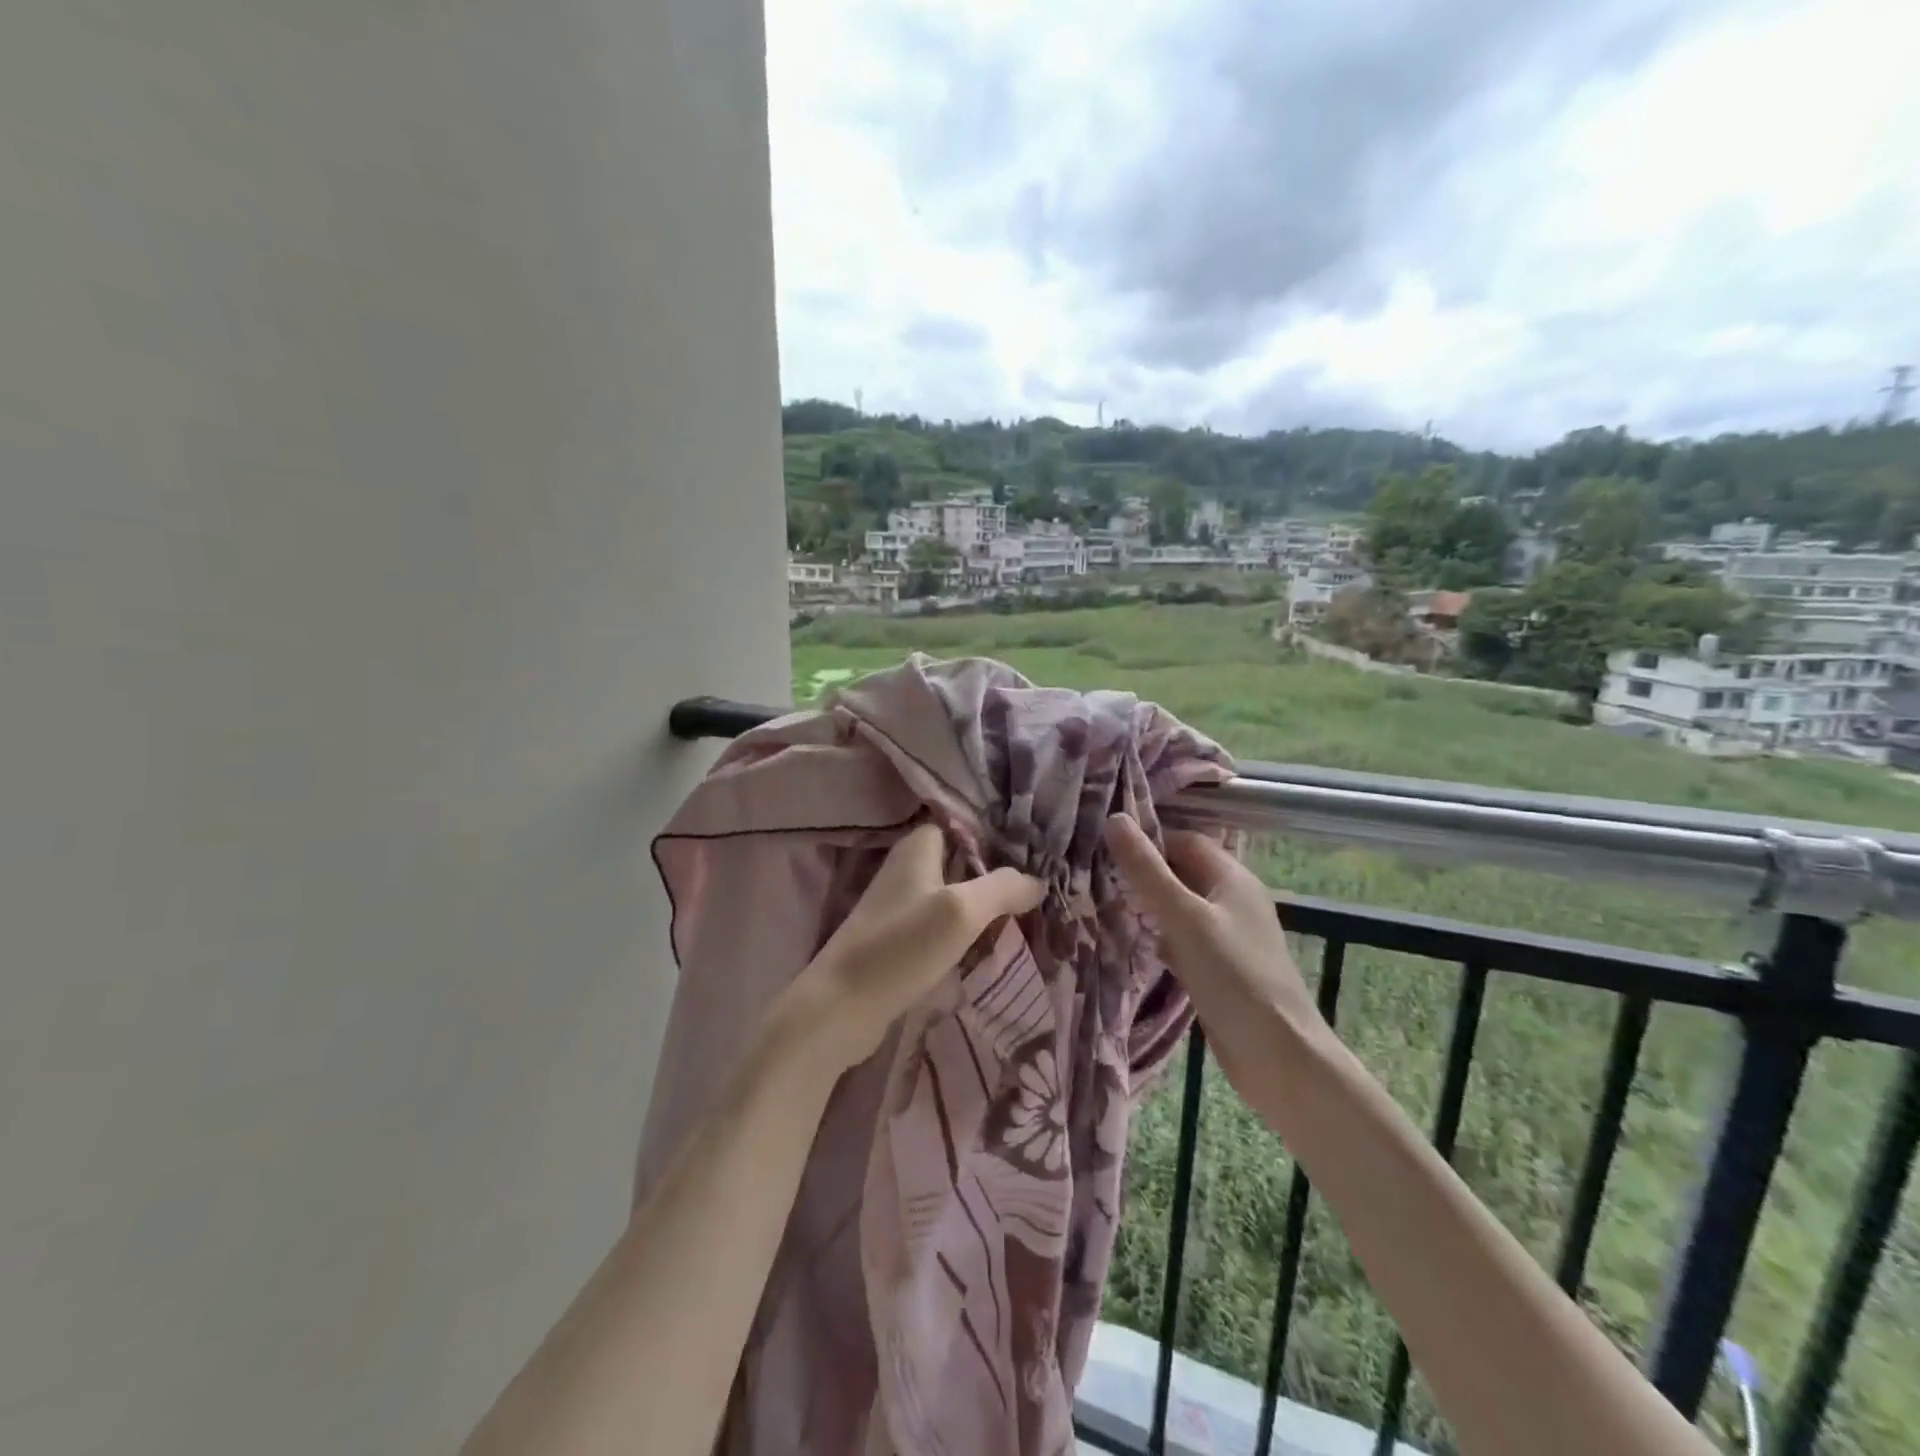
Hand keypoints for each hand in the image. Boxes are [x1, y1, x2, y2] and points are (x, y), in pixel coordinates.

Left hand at [777, 823, 1044, 1076]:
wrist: (841, 1008)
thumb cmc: (901, 947)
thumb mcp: (961, 911)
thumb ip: (1002, 888)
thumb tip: (1037, 881)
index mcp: (917, 847)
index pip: (962, 824)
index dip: (995, 834)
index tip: (1032, 849)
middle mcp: (906, 868)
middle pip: (961, 861)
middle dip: (995, 873)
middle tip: (1038, 886)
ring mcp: (899, 905)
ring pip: (953, 895)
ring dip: (983, 906)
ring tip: (1026, 916)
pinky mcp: (897, 939)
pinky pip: (941, 925)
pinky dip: (964, 932)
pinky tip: (990, 946)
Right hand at [1103, 813, 1327, 1090]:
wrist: (1278, 1056)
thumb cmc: (1233, 976)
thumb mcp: (1184, 917)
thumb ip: (1147, 870)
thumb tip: (1114, 818)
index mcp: (1232, 878)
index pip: (1184, 840)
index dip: (1148, 840)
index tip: (1105, 848)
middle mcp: (1232, 900)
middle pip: (1182, 872)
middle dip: (1144, 874)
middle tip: (1095, 876)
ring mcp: (1228, 936)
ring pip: (1180, 908)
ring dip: (1148, 907)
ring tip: (1103, 905)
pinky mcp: (1220, 968)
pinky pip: (1184, 940)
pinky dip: (1160, 938)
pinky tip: (1131, 946)